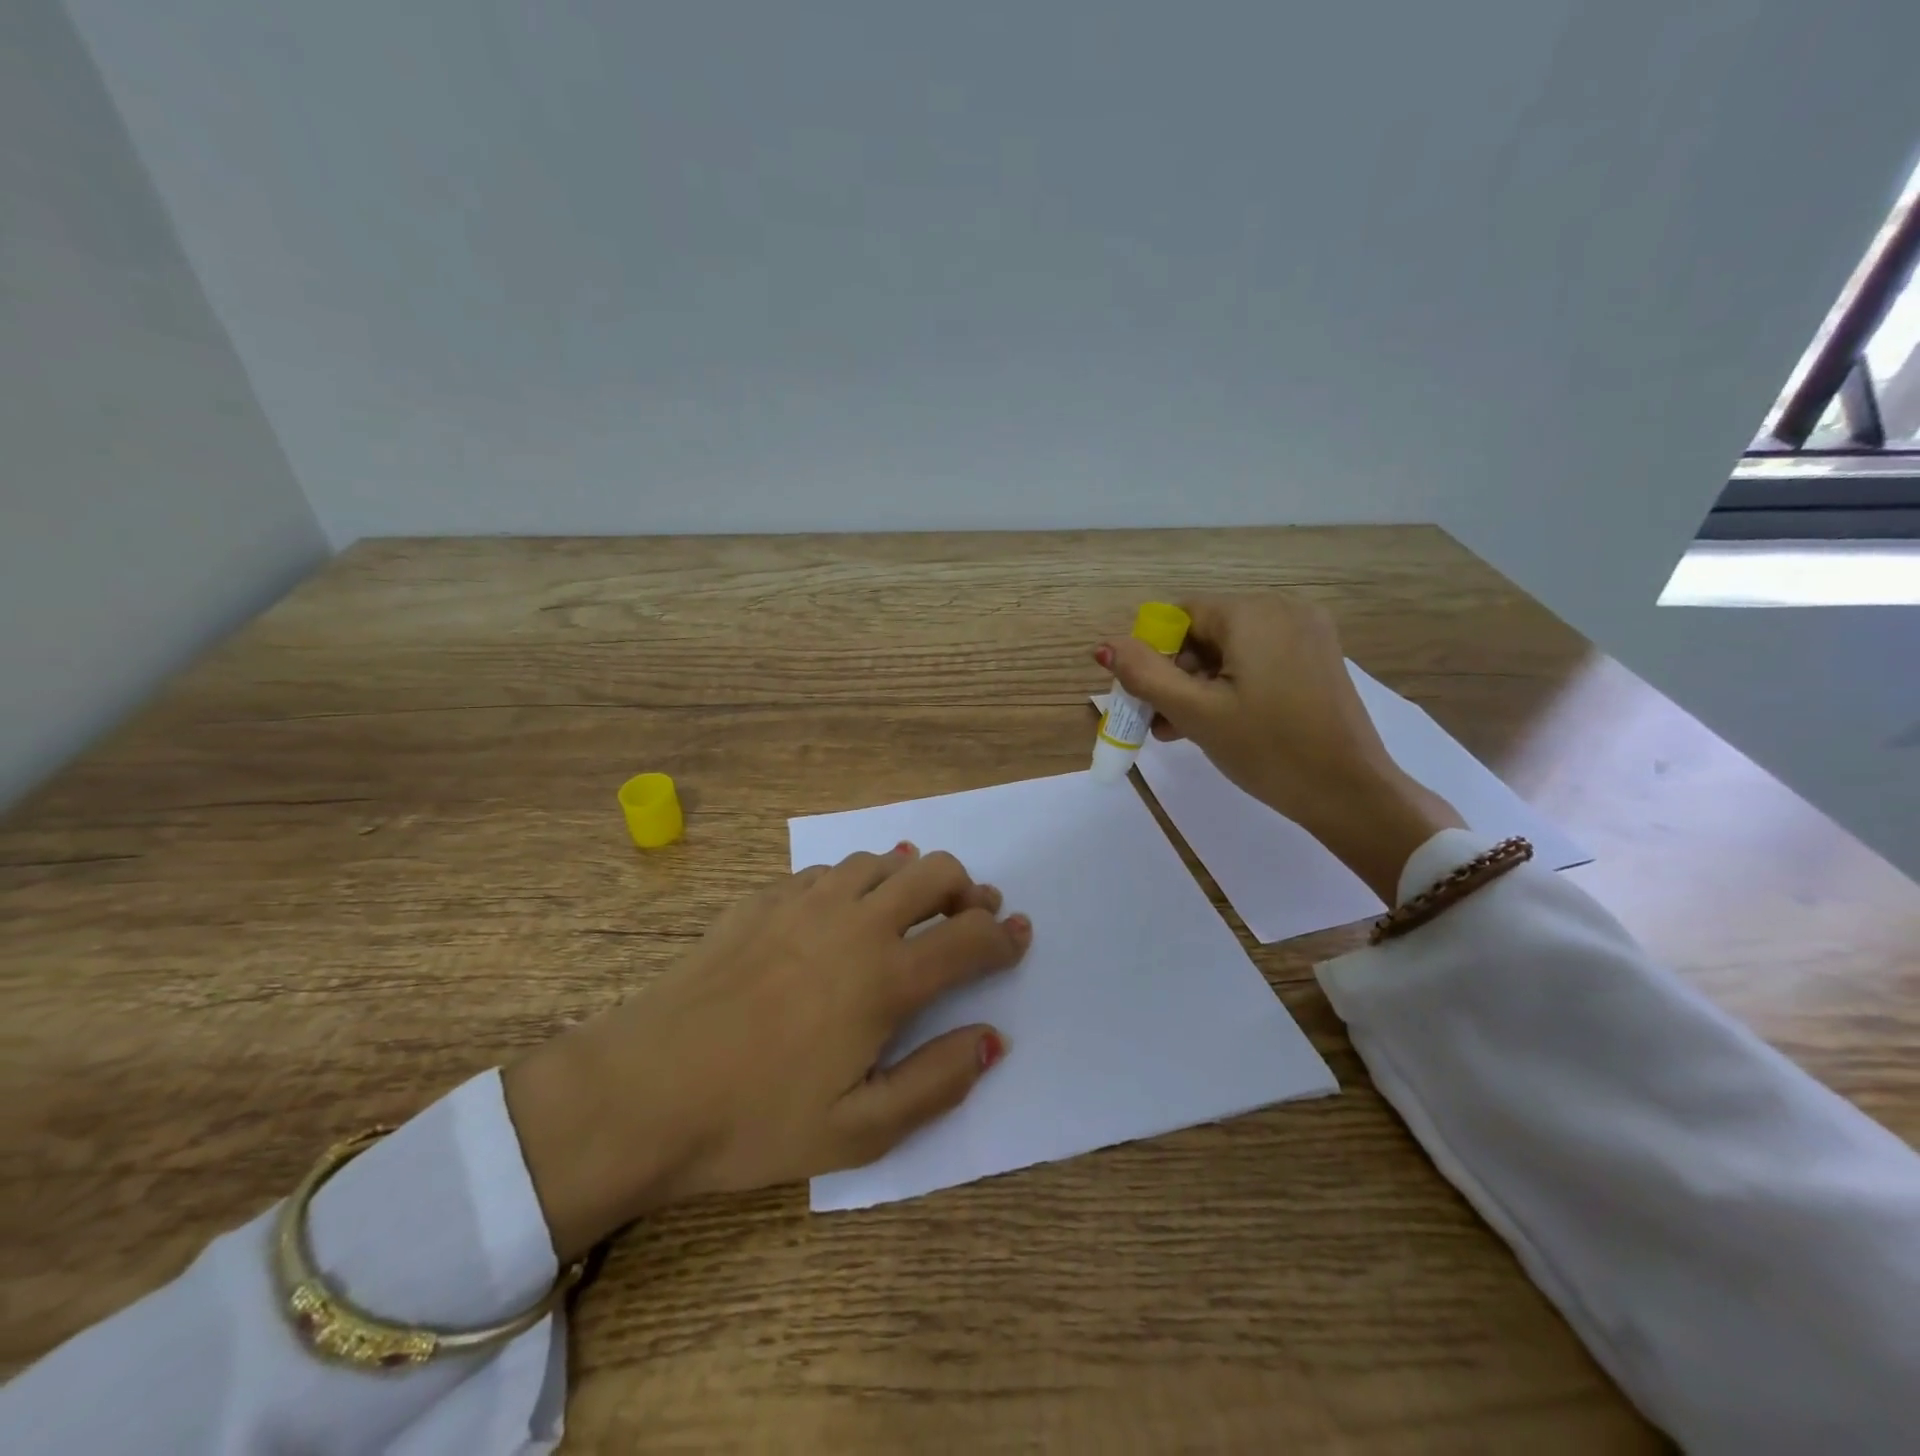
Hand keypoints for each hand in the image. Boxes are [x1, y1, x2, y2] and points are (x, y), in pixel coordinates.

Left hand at [502, 847, 1028, 1259]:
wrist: (642, 1089)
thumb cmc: (753, 1121)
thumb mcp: (858, 1131)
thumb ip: (937, 1082)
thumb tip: (992, 1038)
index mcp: (884, 977)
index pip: (969, 938)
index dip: (1003, 937)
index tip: (1018, 938)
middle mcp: (854, 922)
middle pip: (935, 872)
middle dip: (968, 888)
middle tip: (974, 915)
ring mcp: (805, 901)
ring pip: (882, 859)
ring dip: (913, 877)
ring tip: (915, 910)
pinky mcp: (764, 897)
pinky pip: (830, 869)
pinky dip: (858, 880)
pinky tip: (845, 912)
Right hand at [1096, 593, 1463, 900]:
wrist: (1349, 792)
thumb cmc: (1267, 749)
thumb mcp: (1196, 713)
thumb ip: (1145, 674)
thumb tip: (1105, 644)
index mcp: (1253, 612)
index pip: (1180, 615)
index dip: (1154, 653)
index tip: (1149, 698)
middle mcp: (1283, 608)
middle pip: (1206, 631)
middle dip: (1177, 673)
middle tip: (1163, 722)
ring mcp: (1307, 633)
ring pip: (1231, 649)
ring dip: (1201, 684)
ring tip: (1184, 730)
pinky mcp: (1318, 658)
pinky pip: (1259, 659)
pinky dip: (1233, 684)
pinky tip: (1220, 722)